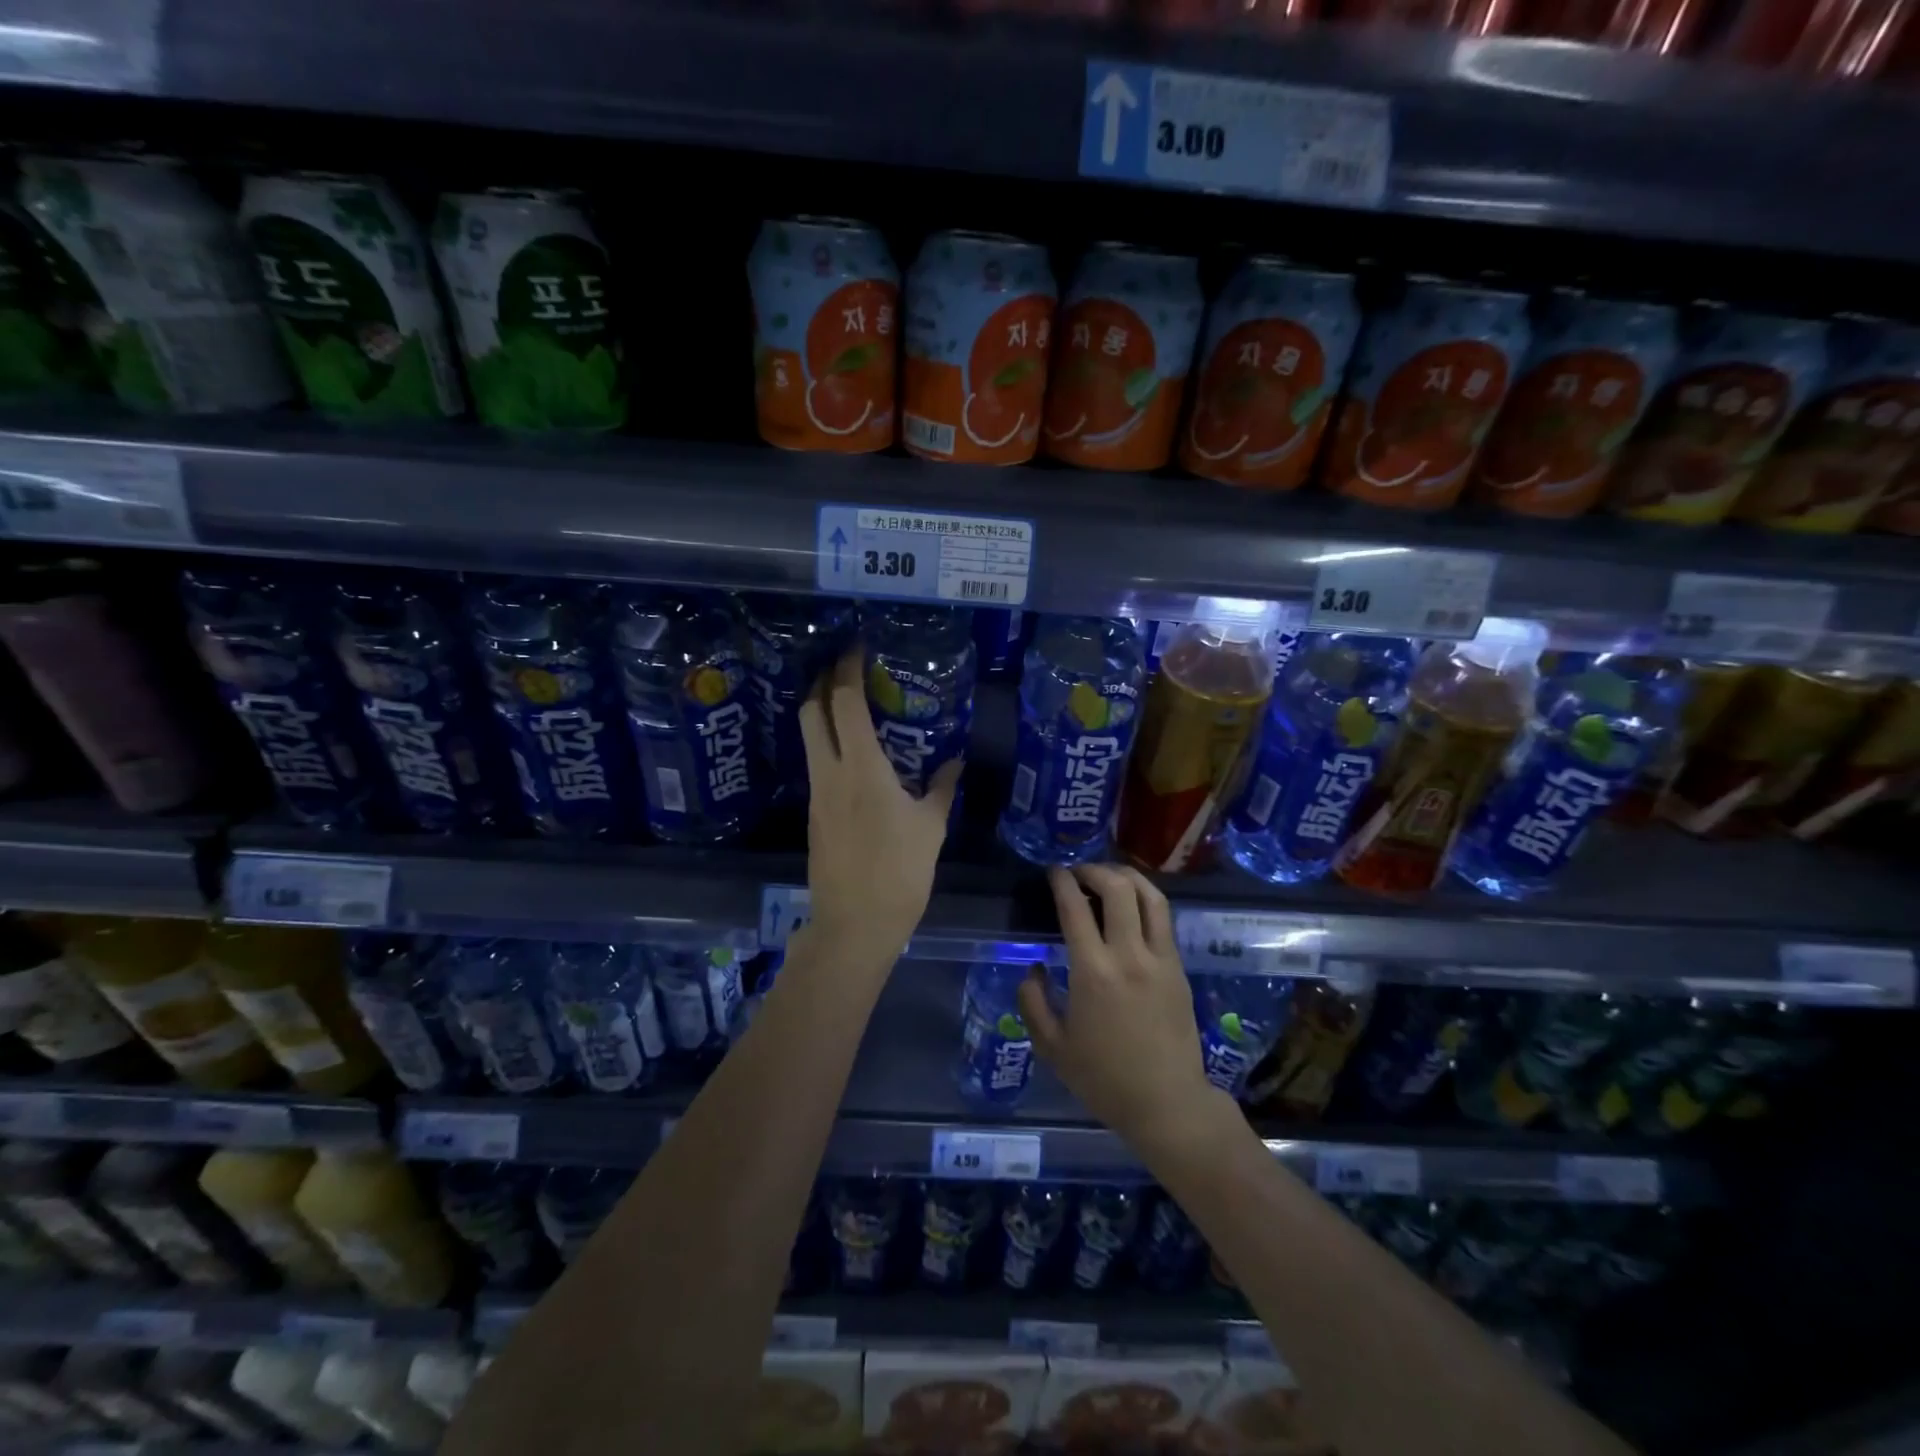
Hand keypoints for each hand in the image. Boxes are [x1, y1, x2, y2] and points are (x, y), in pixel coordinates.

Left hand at [797, 645, 960, 967]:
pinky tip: (853, 751)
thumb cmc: (900, 873)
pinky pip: (816, 763)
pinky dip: (827, 742)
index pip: (843, 703)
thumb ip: (942, 789)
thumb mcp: (931, 828)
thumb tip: (954, 763)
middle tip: (845, 667)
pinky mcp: (814, 813)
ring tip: (849, 702)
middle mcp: (830, 773)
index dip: (846, 669)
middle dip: (822, 681)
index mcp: (862, 769)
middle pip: (810, 711)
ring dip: (821, 711)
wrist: (855, 925)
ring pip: (808, 737)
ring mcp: (817, 794)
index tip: (857, 647)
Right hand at [1018, 865, 1237, 1156]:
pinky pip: (1163, 919)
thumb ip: (1033, 1002)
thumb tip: (1033, 968)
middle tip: (1078, 872)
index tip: (1053, 872)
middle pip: (1118, 888)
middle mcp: (1129, 954)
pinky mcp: (1178, 968)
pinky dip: (1145, 900)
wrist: (1167, 1103)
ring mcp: (1160, 958)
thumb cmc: (1104, 1079)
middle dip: (1094, 870)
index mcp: (1093, 971)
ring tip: (1108, 878)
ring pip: (1150, 896)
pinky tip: (1131, 907)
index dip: (1062, 881)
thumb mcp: (1052, 1048)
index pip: (1076, 908)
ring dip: (1126, 877)